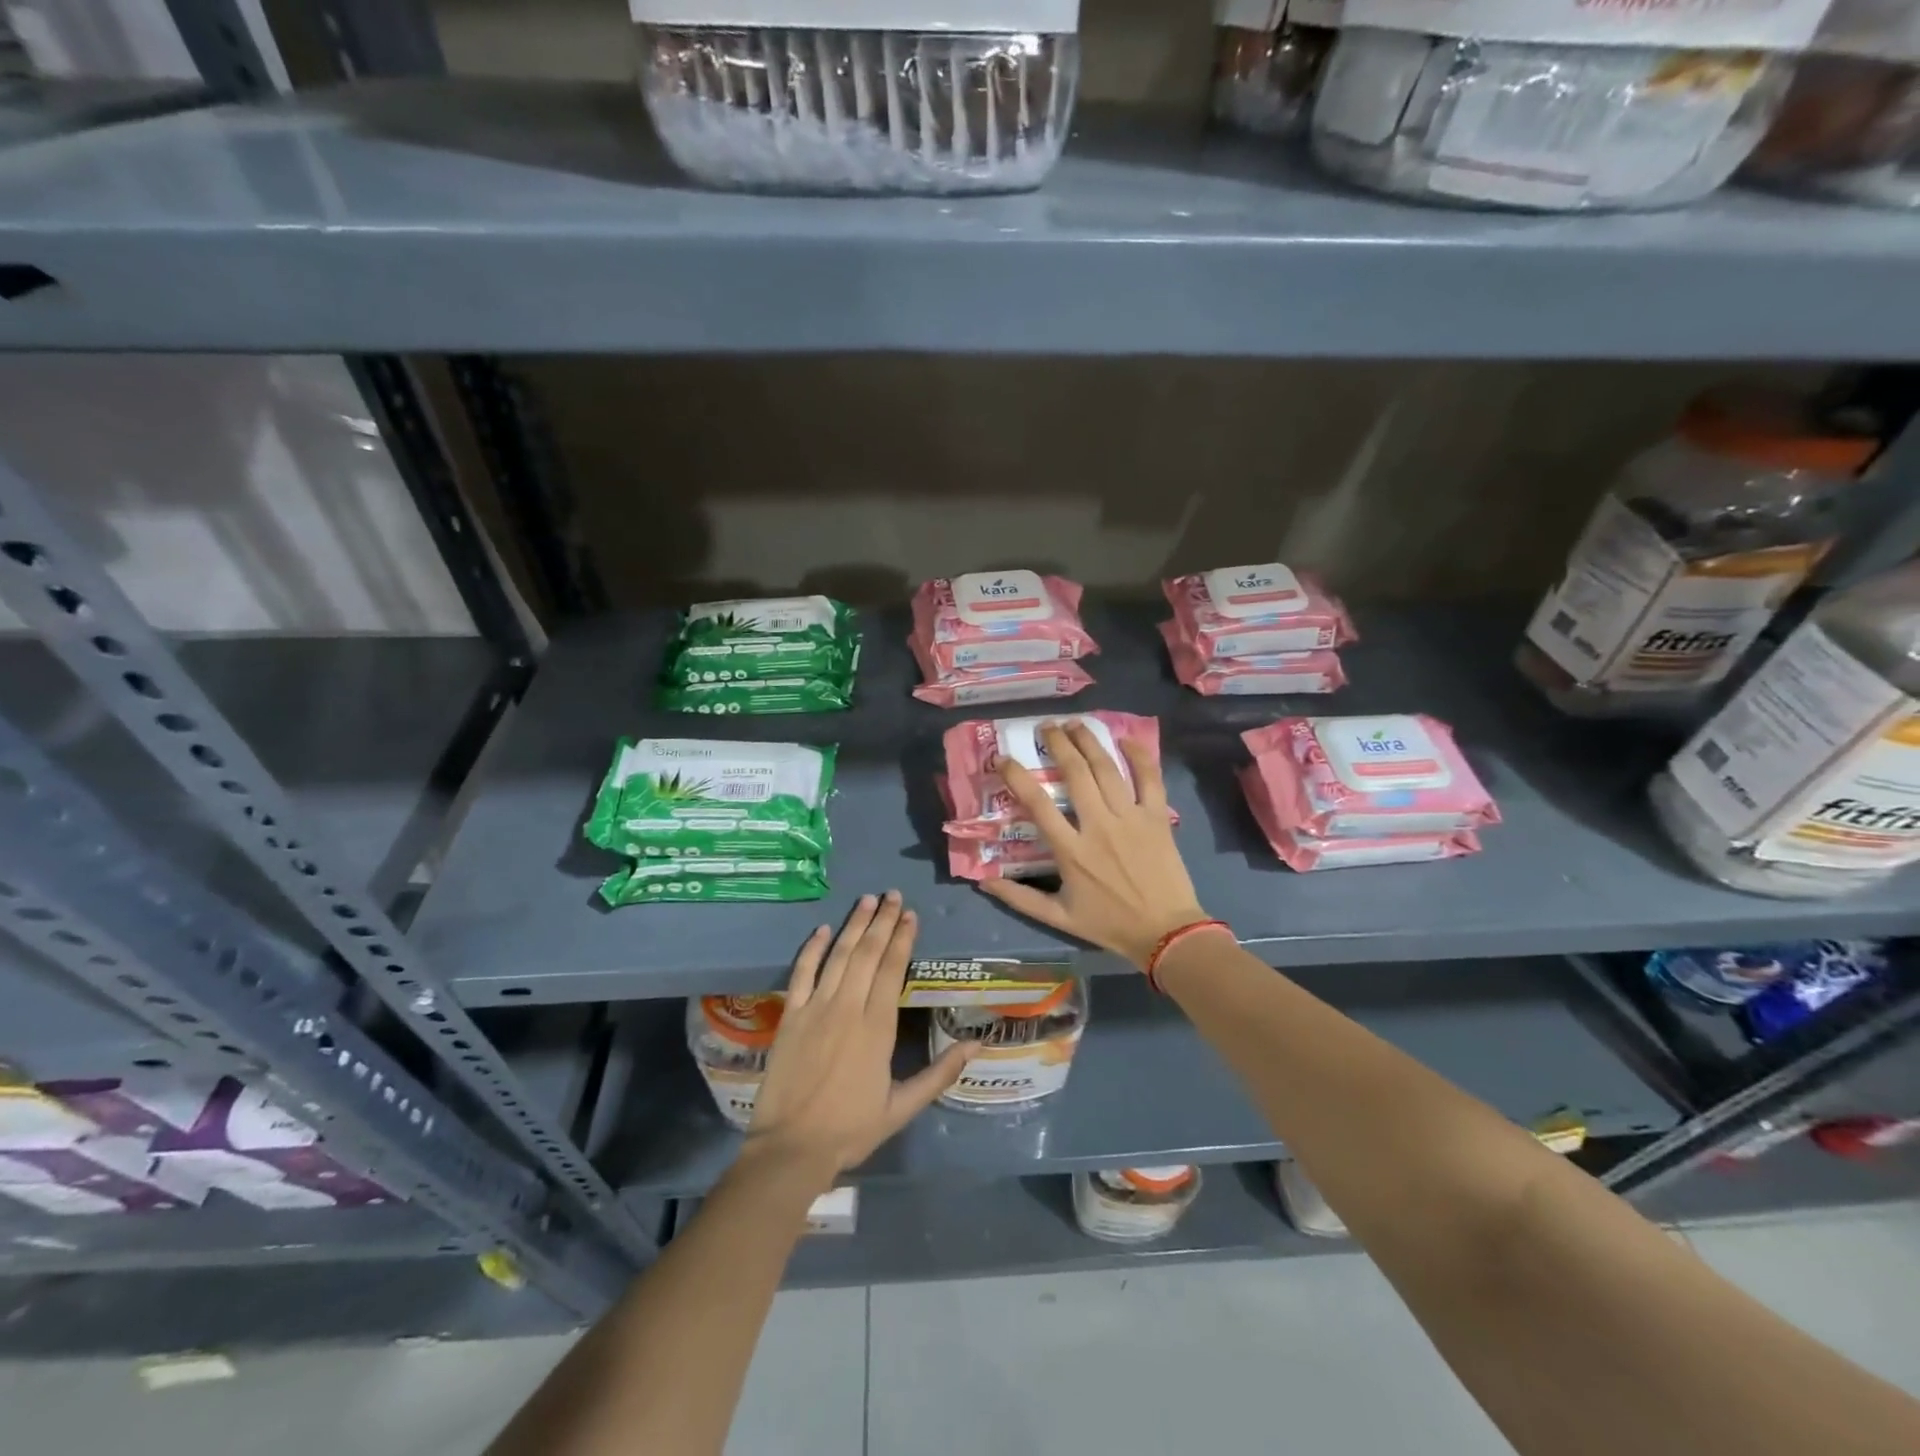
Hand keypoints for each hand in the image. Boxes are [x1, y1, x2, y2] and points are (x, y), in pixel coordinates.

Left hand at [744, 892, 974, 1186]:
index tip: (910, 915)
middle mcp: (848, 1008)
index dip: (902, 938)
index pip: (893, 969)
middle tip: (891, 895)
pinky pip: (802, 973)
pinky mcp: (791, 1016)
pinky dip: (812, 949)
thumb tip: (977, 1046)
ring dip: (853, 925)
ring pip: (839, 956)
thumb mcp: (903, 1107)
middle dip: (881, 921)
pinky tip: (823, 929)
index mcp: (877, 1027)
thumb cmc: (851, 1129)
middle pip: (867, 953)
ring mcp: (816, 1008)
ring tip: (865, 900)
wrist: (792, 1148)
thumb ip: (940, 1073)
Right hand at [979, 722, 1208, 969]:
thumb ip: (1020, 898)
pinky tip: (1125, 740)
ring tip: (1075, 724)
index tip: (1003, 758)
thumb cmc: (1110, 924)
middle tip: (1045, 727)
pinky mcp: (1157, 817)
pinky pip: (1149, 778)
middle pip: (1075, 774)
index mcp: (1071, 851)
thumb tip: (983, 882)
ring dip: (1089, 742)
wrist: (1166, 932)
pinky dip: (1138, 756)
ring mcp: (1130, 818)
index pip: (1037, 804)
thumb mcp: (1059, 917)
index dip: (1016, 777)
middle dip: (1058, 744)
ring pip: (1107, 769)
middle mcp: (1099, 826)